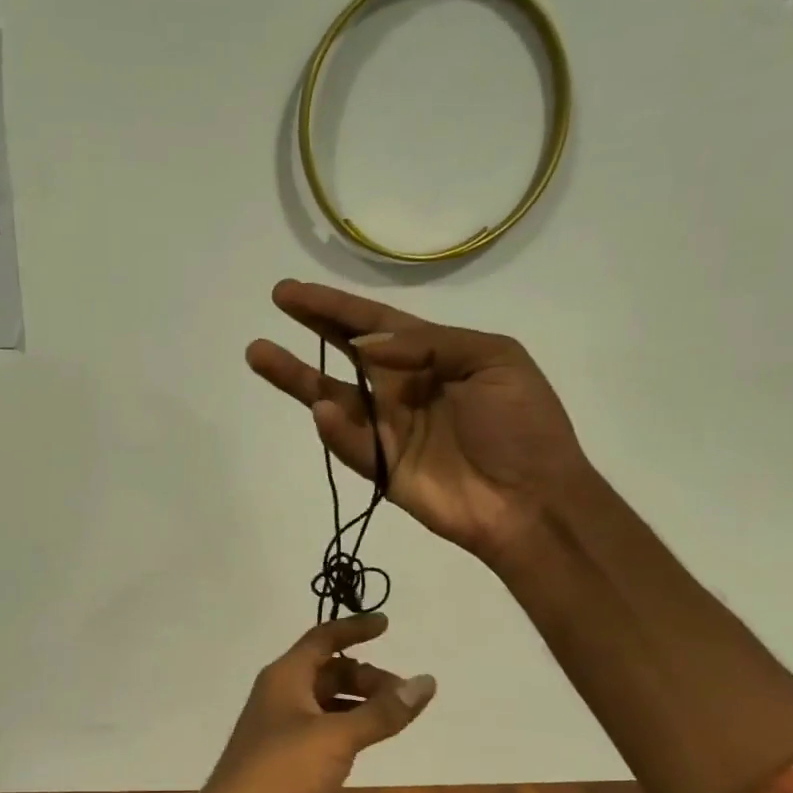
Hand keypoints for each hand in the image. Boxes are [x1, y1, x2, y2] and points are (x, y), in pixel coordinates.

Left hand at [173, 616, 433, 792]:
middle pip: (327, 670)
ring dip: (357, 703)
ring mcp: (278, 724)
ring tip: (392, 719)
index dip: (355, 629)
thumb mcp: (337, 739)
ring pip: (324, 700)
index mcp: (286, 676)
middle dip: (366, 677)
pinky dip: (344, 726)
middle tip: (402, 696)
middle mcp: (279, 692)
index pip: (323, 638)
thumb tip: (425, 681)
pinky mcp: (280, 753)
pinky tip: (364, 743)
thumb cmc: (282, 773)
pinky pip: (319, 726)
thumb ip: (381, 712)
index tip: (387, 624)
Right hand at [246, 279, 586, 568]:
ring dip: (296, 377)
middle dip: (310, 328)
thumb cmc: (522, 425)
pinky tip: (321, 410)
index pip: (373, 325)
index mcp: (432, 356)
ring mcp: (387, 430)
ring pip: (331, 397)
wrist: (532, 500)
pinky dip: (334, 430)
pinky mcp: (381, 468)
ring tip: (260, 355)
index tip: (291, 293)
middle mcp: (401, 388)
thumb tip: (367, 344)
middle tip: (276, 304)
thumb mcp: (494, 360)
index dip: (334, 307)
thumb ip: (432, 344)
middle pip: (344, 353)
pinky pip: (351, 445)